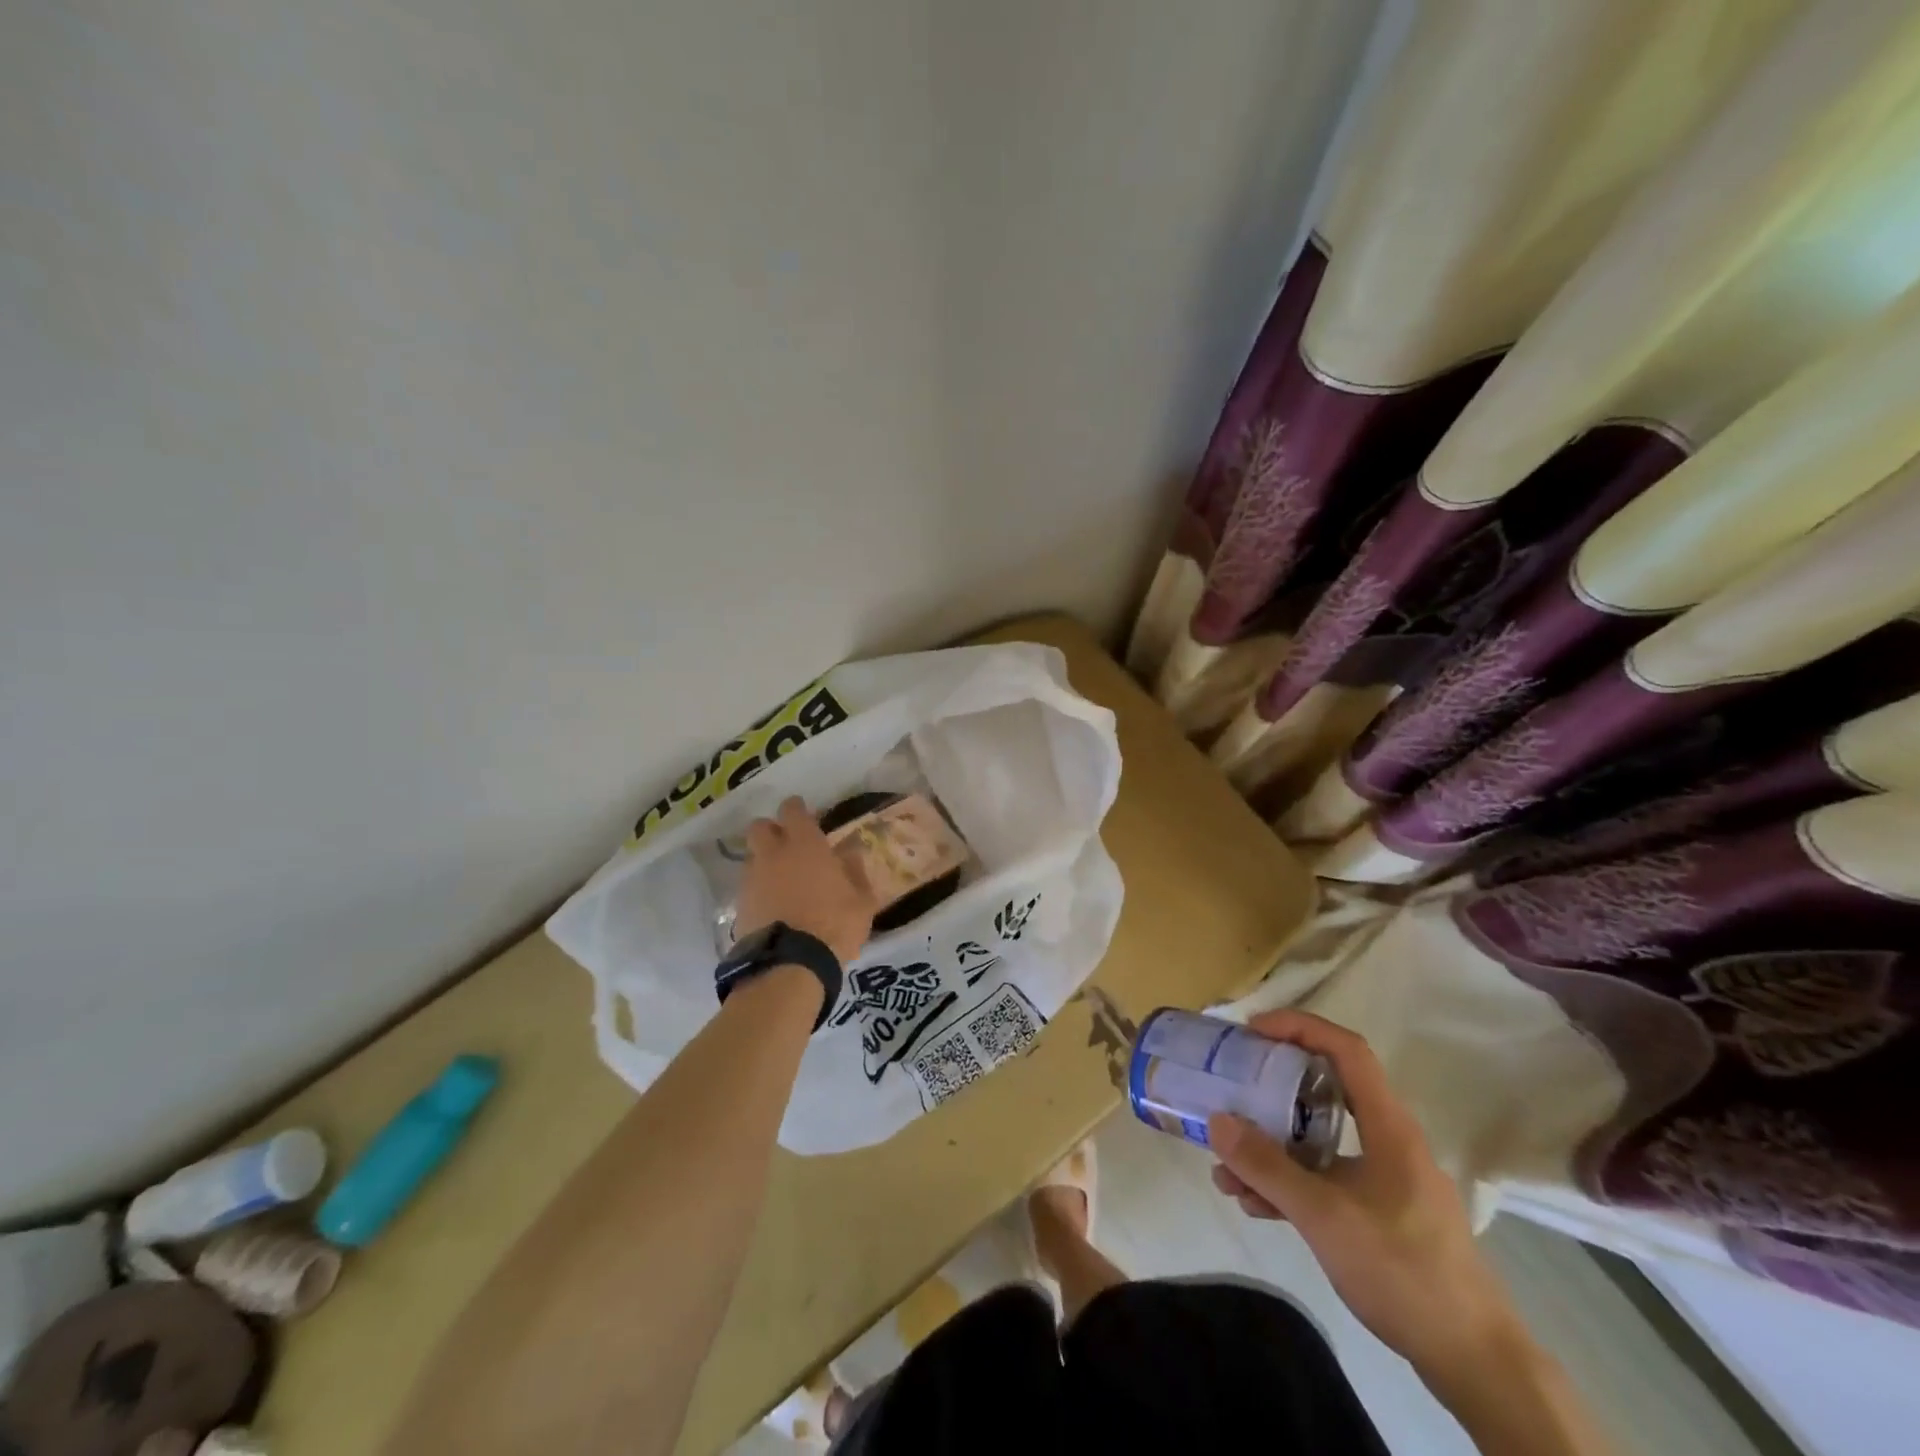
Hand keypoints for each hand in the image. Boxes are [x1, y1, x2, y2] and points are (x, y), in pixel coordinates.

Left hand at [735, 796, 875, 966]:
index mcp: (805, 845)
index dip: (797, 809)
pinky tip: (774, 905)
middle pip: (759, 827)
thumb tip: (852, 851)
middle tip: (788, 844)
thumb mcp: (862, 900)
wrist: (790, 965)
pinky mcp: (740, 906)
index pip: (792, 811)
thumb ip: (856, 871)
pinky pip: (748, 887)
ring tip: (782, 880)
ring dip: (764, 861)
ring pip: (752, 857)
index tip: (805, 814)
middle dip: (771, 830)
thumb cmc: (834, 925)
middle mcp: (773, 855)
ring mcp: (752, 880)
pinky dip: (759, 889)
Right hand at [1207, 1010, 1520, 1383]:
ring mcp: (1385, 1180)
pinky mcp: (1382, 1214)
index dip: (1299, 1027)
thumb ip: (1266, 1167)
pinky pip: (1326, 1179)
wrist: (1475, 1363)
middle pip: (1325, 1091)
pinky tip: (1255, 1203)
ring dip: (1272, 1149)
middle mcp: (1388, 1142)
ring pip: (1320, 1141)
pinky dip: (1290, 1183)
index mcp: (1388, 1127)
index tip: (1253, 1034)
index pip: (1346, 1050)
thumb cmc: (1403, 1270)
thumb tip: (1217, 1120)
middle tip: (1231, 1092)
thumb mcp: (1324, 1215)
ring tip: (1227, 1169)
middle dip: (1271, 1091)